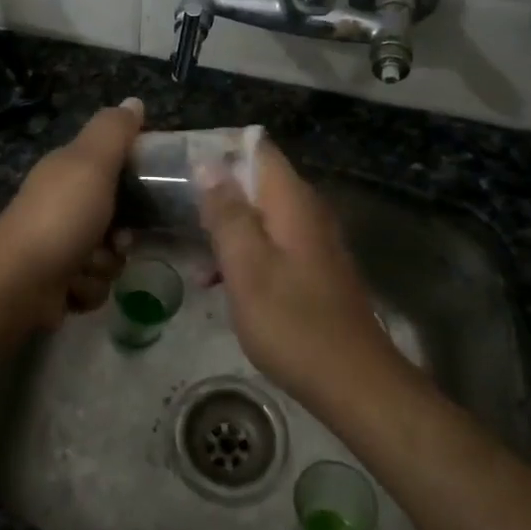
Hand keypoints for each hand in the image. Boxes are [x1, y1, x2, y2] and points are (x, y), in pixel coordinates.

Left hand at [0, 98, 142, 319]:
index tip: (148, 188)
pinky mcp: (58, 282)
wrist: (18, 282)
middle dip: (123, 233)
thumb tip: (134, 101)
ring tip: (87, 265)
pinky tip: (72, 287)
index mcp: (68, 171)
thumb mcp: (92, 162)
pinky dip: (88, 288)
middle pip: (117, 216)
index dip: (135, 176)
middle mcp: (62, 204)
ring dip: (104, 264)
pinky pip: (94, 284)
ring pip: (109, 255)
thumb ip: (114, 131)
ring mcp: (58, 245)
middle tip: (120, 238)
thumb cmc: (60, 216)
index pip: (113, 164)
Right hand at [195, 136, 396, 408]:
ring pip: (261, 214)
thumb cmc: (292, 322)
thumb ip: (226, 212)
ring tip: (193, 251)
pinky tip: (219, 280)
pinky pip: (272, 242)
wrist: (353, 381)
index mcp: (292, 201)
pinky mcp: (314, 267)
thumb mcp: (247, 266)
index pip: (257, 148)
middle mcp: (307, 210)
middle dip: (217, 191)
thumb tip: (208, 163)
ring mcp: (314, 240)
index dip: (220, 149)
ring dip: (227, 227)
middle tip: (178, 210)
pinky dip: (245, 252)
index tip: (183, 165)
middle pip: (257, 180)